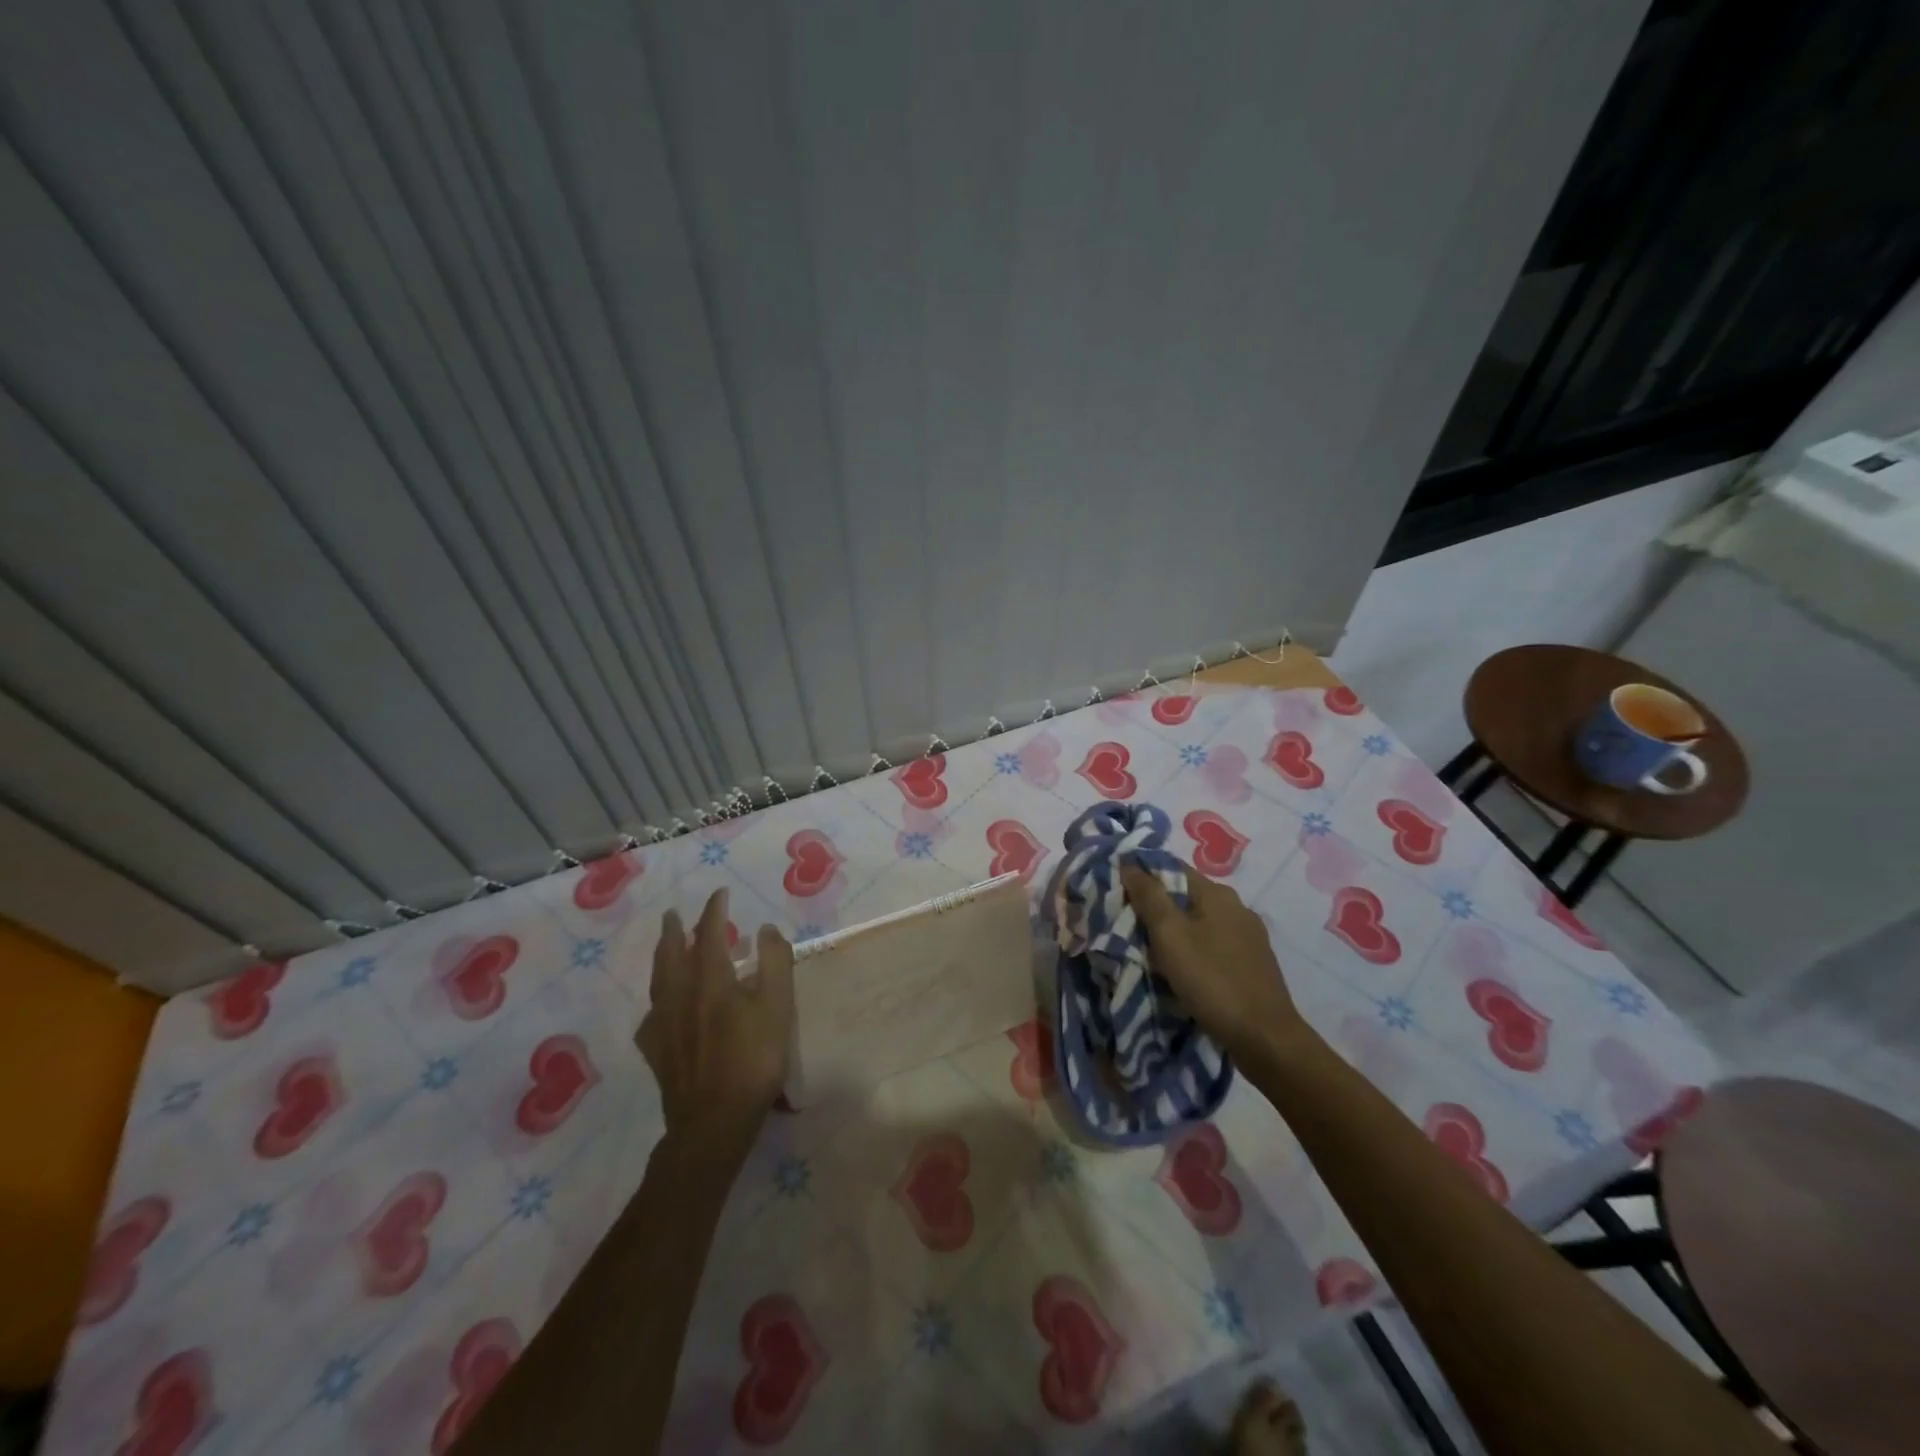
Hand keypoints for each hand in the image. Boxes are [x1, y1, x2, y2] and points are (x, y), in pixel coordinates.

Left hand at [638, 889, 794, 1159]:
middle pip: (671, 955)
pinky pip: (651, 1018)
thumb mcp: (778, 1007)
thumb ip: (774, 962)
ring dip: (661, 959)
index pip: (709, 934)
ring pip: (658, 983)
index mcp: (711, 981)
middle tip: (672, 914)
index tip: (720, 894)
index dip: (714, 911)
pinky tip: (659, 1010)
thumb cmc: (753, 1060)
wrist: (714, 1121)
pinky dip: (657, 1003)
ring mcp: (664, 1026)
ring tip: (664, 949)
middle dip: (673, 931)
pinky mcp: (656, 1053)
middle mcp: (681, 996)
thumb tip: (764, 928)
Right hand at [1120, 864, 1305, 1062]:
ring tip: (1148, 950)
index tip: (1116, 891)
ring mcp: (1249, 937)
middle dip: (1156, 907)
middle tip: (1126, 925)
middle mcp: (1237, 907)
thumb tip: (1129, 862)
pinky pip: (1213, 946)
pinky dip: (1193, 951)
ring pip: (1199, 923)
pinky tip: (1181, 970)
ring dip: (1175, 932)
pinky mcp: (1252, 964)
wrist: (1265, 1038)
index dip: (1142, 875)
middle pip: (1185, 896)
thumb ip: (1149, 896)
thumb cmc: (1212, 980)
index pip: (1172, 868)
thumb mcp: (1170, 935)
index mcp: (1217, 893)